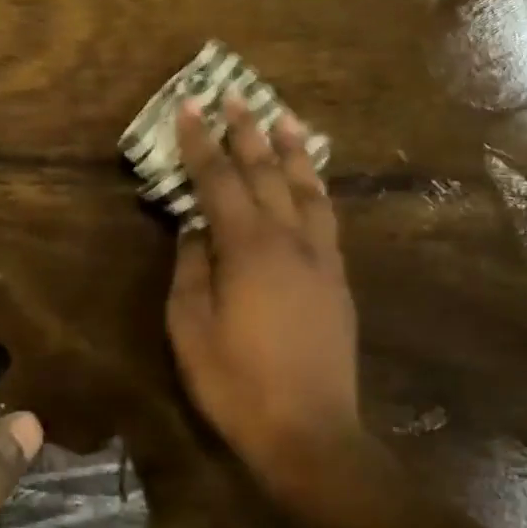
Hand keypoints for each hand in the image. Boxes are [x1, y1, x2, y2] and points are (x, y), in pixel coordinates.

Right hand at [166, 94, 368, 513]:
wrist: (309, 431)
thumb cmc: (236, 382)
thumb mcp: (190, 327)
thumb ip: (190, 269)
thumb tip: (194, 229)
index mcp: (247, 248)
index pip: (219, 182)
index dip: (201, 143)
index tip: (189, 107)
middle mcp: (289, 241)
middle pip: (267, 174)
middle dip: (247, 133)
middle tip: (234, 96)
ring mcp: (320, 259)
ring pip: (307, 189)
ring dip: (292, 151)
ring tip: (284, 118)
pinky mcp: (337, 280)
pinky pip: (326, 217)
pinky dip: (316, 188)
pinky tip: (311, 181)